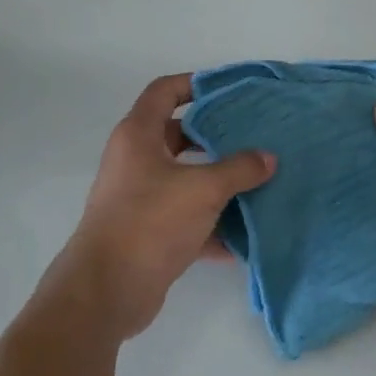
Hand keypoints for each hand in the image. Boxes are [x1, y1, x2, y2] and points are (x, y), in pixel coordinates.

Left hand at [54, 73, 274, 336]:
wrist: (107, 291)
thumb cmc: (150, 222)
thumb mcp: (202, 189)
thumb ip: (239, 169)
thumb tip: (268, 158)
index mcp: (138, 136)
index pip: (164, 91)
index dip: (195, 84)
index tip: (230, 91)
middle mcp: (136, 162)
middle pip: (179, 136)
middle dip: (217, 137)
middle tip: (255, 137)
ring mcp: (141, 199)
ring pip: (186, 180)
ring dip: (219, 183)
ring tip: (260, 181)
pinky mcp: (149, 233)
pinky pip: (188, 219)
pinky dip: (213, 225)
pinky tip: (247, 235)